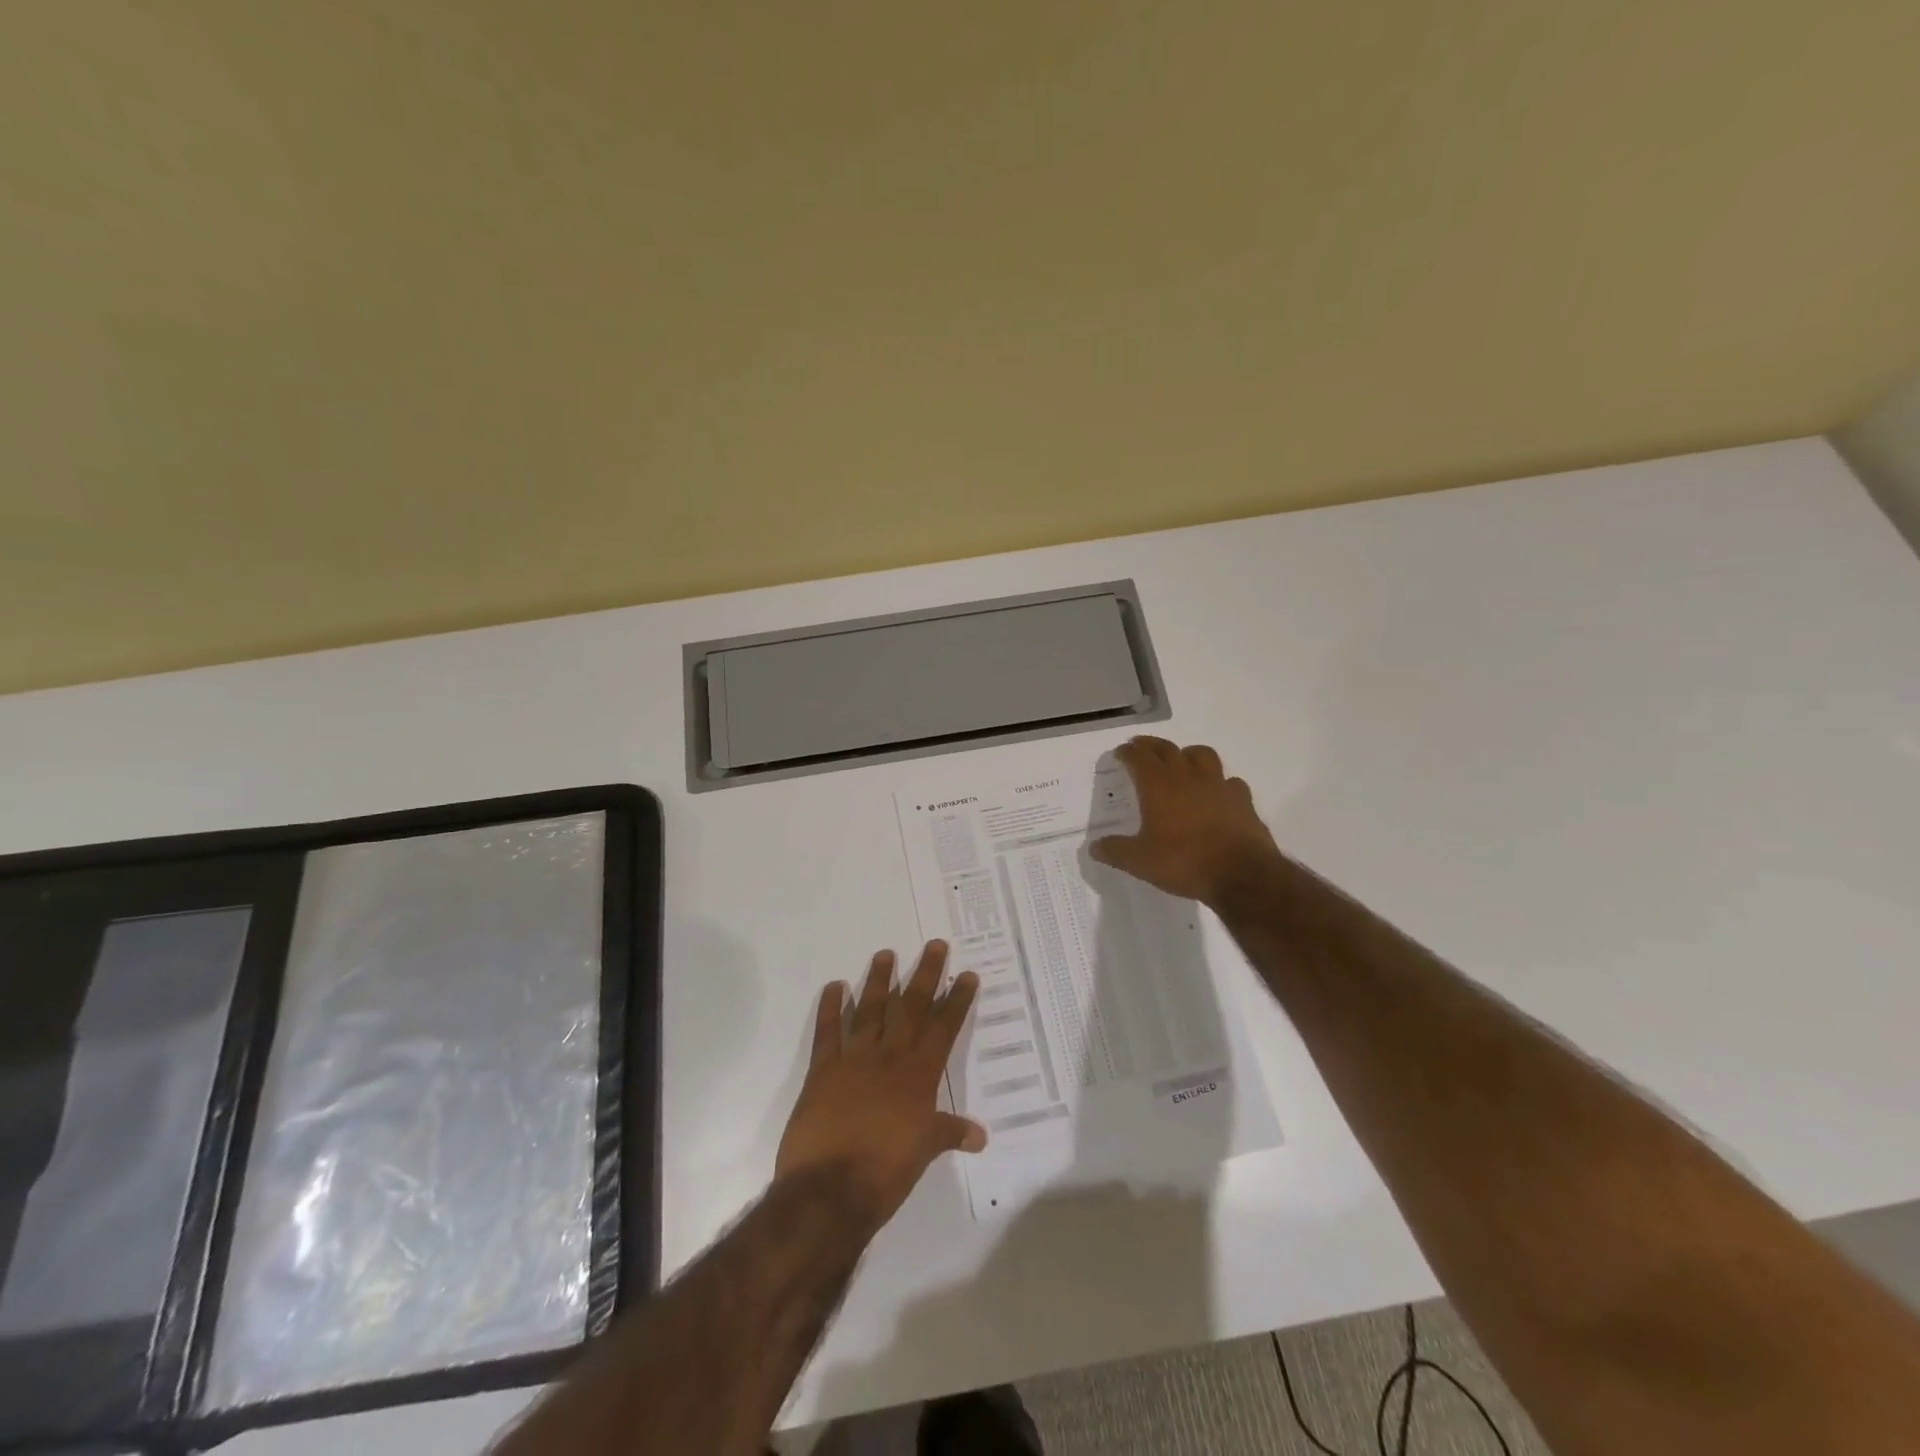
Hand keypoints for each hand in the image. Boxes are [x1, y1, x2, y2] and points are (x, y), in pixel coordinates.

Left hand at [774, 941, 985, 1230]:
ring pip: (870, 1011)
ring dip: (878, 981)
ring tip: (885, 954)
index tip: (966, 975)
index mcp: (918, 1076)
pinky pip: (827, 1032)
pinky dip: (829, 1007)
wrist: (830, 1190)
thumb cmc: (885, 1173)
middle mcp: (889, 1058)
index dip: (956, 1001)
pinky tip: (834, 986)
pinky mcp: (822, 1070)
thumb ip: (949, 1133)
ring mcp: (854, 1060)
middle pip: (910, 1008)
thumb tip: (980, 1135)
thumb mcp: (924, 1152)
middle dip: (925, 975)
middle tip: (935, 945)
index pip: (943, 1029)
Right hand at [1089, 736, 1281, 905]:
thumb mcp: (1140, 862)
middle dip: (1151, 745)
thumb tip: (1095, 847)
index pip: (1139, 757)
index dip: (1127, 752)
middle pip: (1167, 749)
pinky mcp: (1242, 800)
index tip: (1120, 752)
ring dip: (1187, 753)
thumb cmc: (1184, 862)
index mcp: (1158, 786)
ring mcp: (1218, 785)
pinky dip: (1220, 782)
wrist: (1241, 874)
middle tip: (1141, 746)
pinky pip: (1229, 781)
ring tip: (1181, 761)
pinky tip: (1217, 793)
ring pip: (1202, 755)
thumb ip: (1116, 851)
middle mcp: (1187, 777)